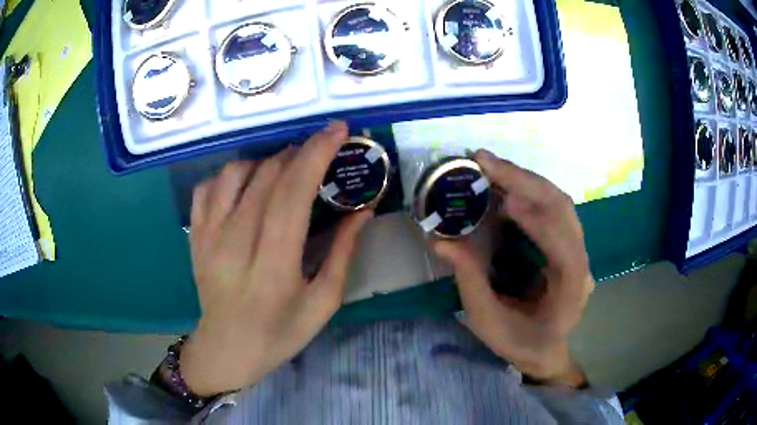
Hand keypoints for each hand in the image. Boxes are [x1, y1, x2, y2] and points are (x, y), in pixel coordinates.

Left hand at [180, 122, 371, 395]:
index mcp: (273, 267)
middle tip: (319, 149)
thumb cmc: (280, 332)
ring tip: (285, 169)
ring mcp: (208, 237)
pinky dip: (231, 174)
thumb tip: (363, 209)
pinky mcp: (195, 235)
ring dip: (265, 160)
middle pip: (266, 176)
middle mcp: (234, 245)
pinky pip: (208, 186)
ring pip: (234, 173)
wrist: (227, 347)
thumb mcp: (323, 303)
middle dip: (298, 151)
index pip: (292, 194)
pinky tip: (248, 184)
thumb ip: (344, 253)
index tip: (337, 130)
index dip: (316, 155)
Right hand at [433, 149, 593, 385]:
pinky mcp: (567, 240)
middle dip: (525, 181)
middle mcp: (582, 263)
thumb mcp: (488, 321)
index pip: (564, 248)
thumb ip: (470, 280)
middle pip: (563, 211)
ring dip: (525, 179)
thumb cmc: (518, 342)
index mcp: (570, 291)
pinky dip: (527, 189)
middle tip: (485, 161)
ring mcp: (578, 248)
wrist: (543, 348)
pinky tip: (504, 183)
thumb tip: (440, 240)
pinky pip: (552, 206)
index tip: (507, 200)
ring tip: (490, 166)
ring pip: (559, 202)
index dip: (539, 221)